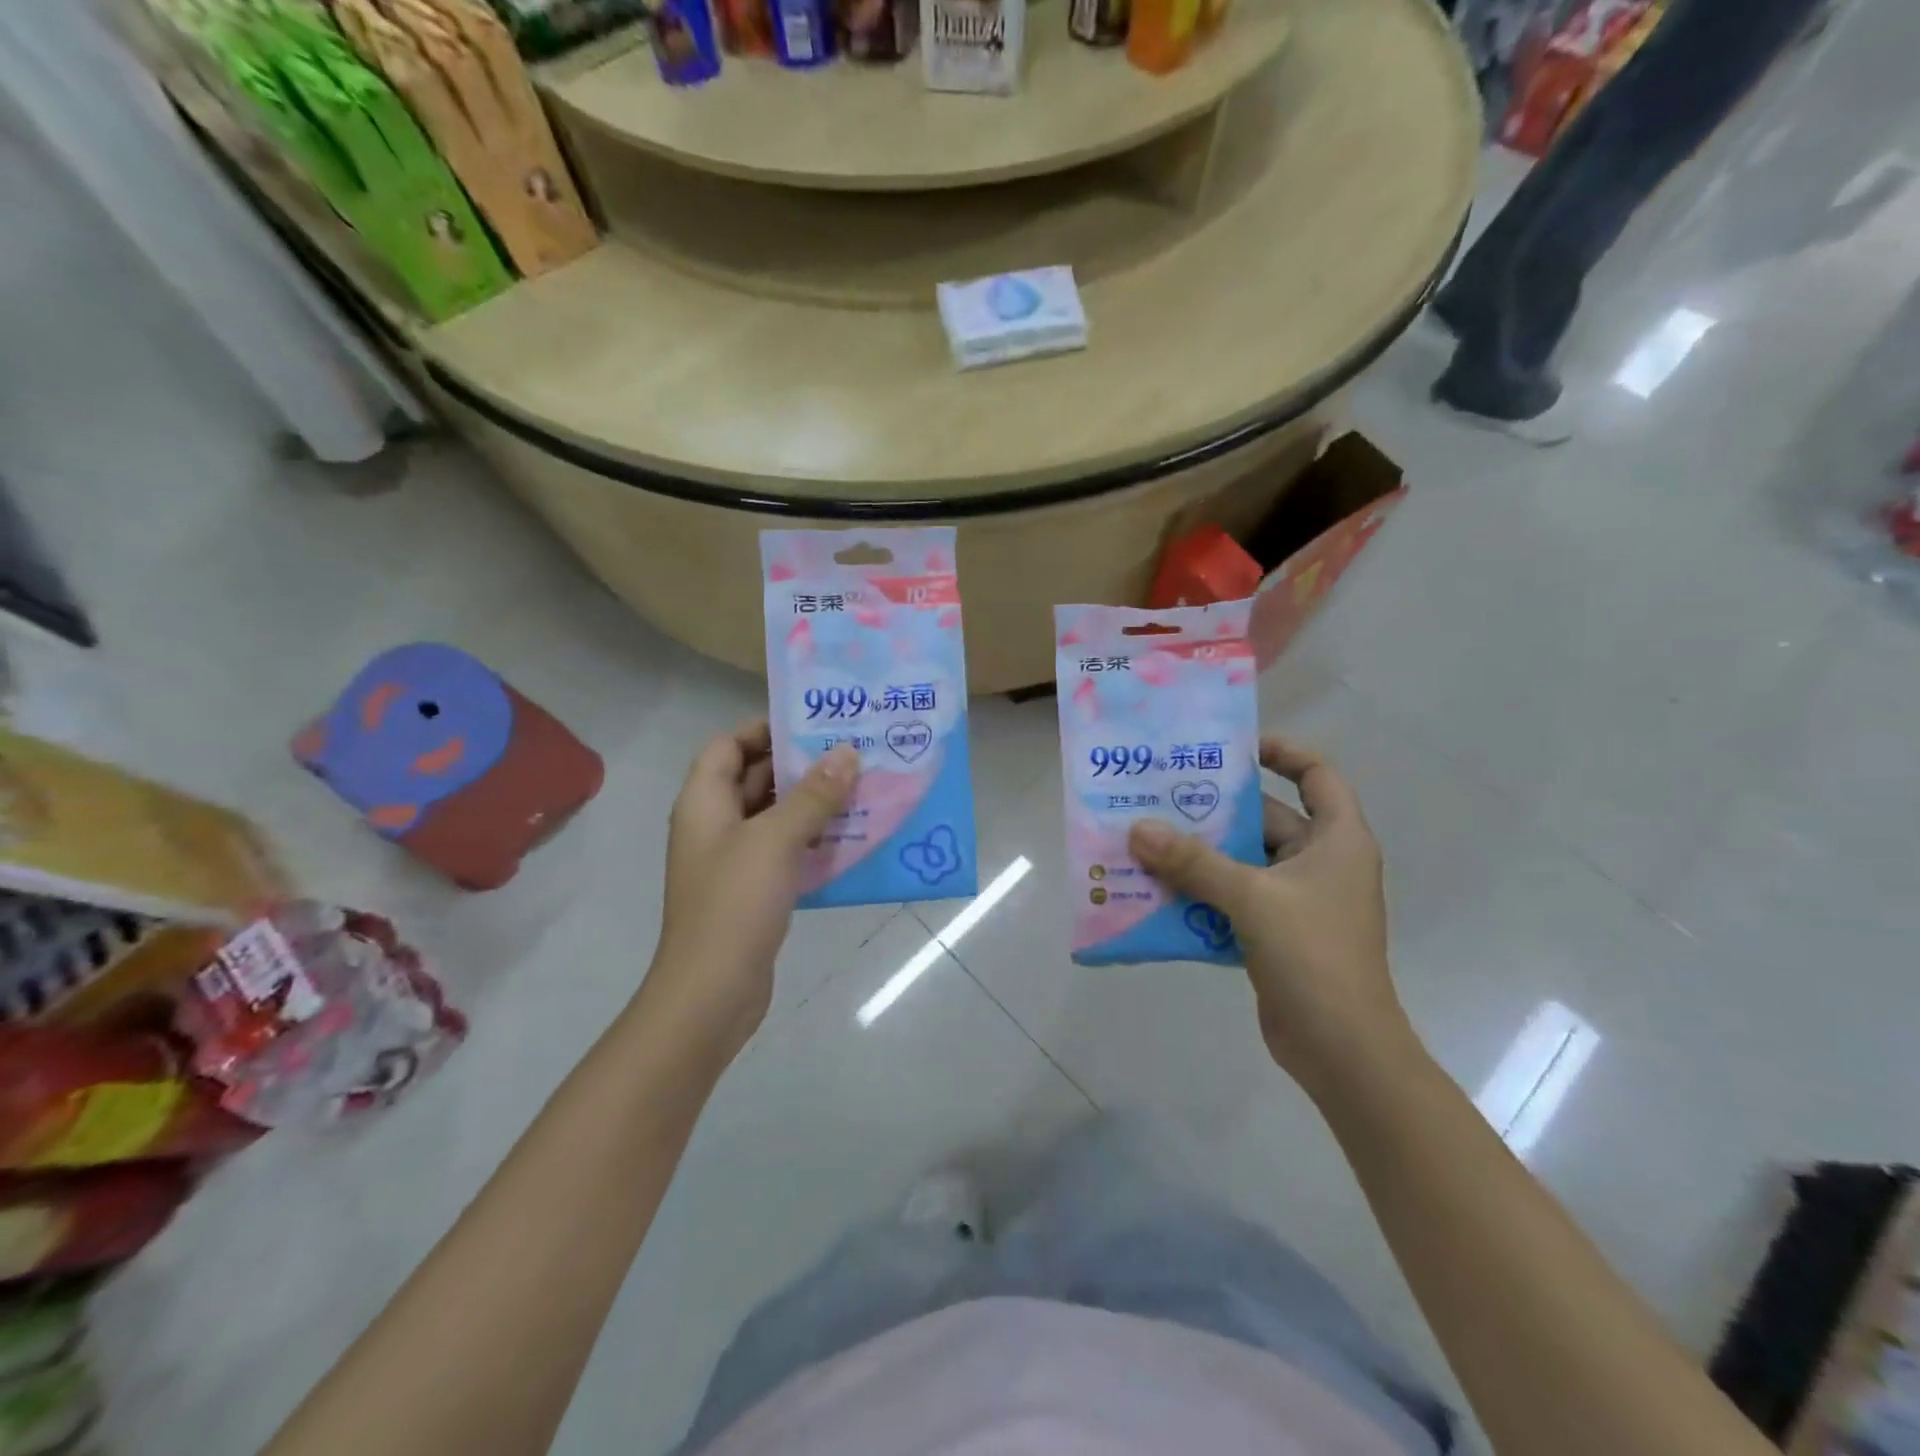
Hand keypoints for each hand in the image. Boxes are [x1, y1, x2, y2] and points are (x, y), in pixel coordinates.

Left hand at [654, 723, 857, 1042]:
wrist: (712, 991)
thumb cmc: (735, 903)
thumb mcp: (776, 839)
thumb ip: (813, 795)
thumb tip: (846, 753)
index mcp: (704, 801)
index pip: (728, 745)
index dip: (764, 730)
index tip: (812, 726)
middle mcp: (714, 824)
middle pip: (754, 777)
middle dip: (800, 765)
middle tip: (851, 752)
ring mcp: (733, 859)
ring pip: (774, 815)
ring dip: (812, 803)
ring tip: (861, 788)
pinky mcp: (753, 889)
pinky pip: (784, 849)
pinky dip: (812, 839)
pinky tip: (851, 837)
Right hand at [1129, 736, 1410, 1088]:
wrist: (1341, 1050)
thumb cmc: (1313, 956)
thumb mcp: (1252, 899)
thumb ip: (1193, 862)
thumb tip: (1138, 829)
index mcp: (1336, 840)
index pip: (1317, 774)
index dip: (1282, 752)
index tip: (1232, 748)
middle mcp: (1319, 863)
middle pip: (1264, 819)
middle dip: (1212, 810)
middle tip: (1159, 796)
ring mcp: (1297, 902)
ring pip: (1241, 862)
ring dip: (1198, 855)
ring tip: (1145, 840)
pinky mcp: (1275, 934)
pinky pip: (1231, 899)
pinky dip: (1199, 894)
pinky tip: (1156, 892)